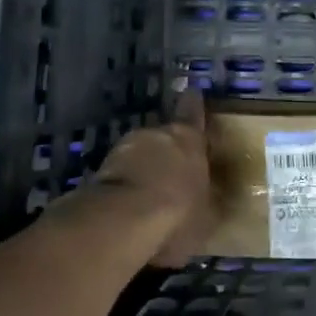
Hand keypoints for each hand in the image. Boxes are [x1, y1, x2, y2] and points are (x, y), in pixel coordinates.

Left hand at [87, 87, 214, 266]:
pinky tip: (129, 208)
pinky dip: (125, 186)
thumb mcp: (208, 216)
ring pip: (139, 154)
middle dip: (167, 151)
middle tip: (173, 173)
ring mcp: (124, 148)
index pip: (192, 110)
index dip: (193, 103)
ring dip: (143, 169)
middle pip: (164, 136)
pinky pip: (120, 174)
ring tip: (148, 196)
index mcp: (189, 138)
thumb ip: (210, 202)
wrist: (121, 222)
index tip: (192, 92)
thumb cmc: (178, 212)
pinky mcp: (99, 170)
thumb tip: (215, 203)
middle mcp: (157, 134)